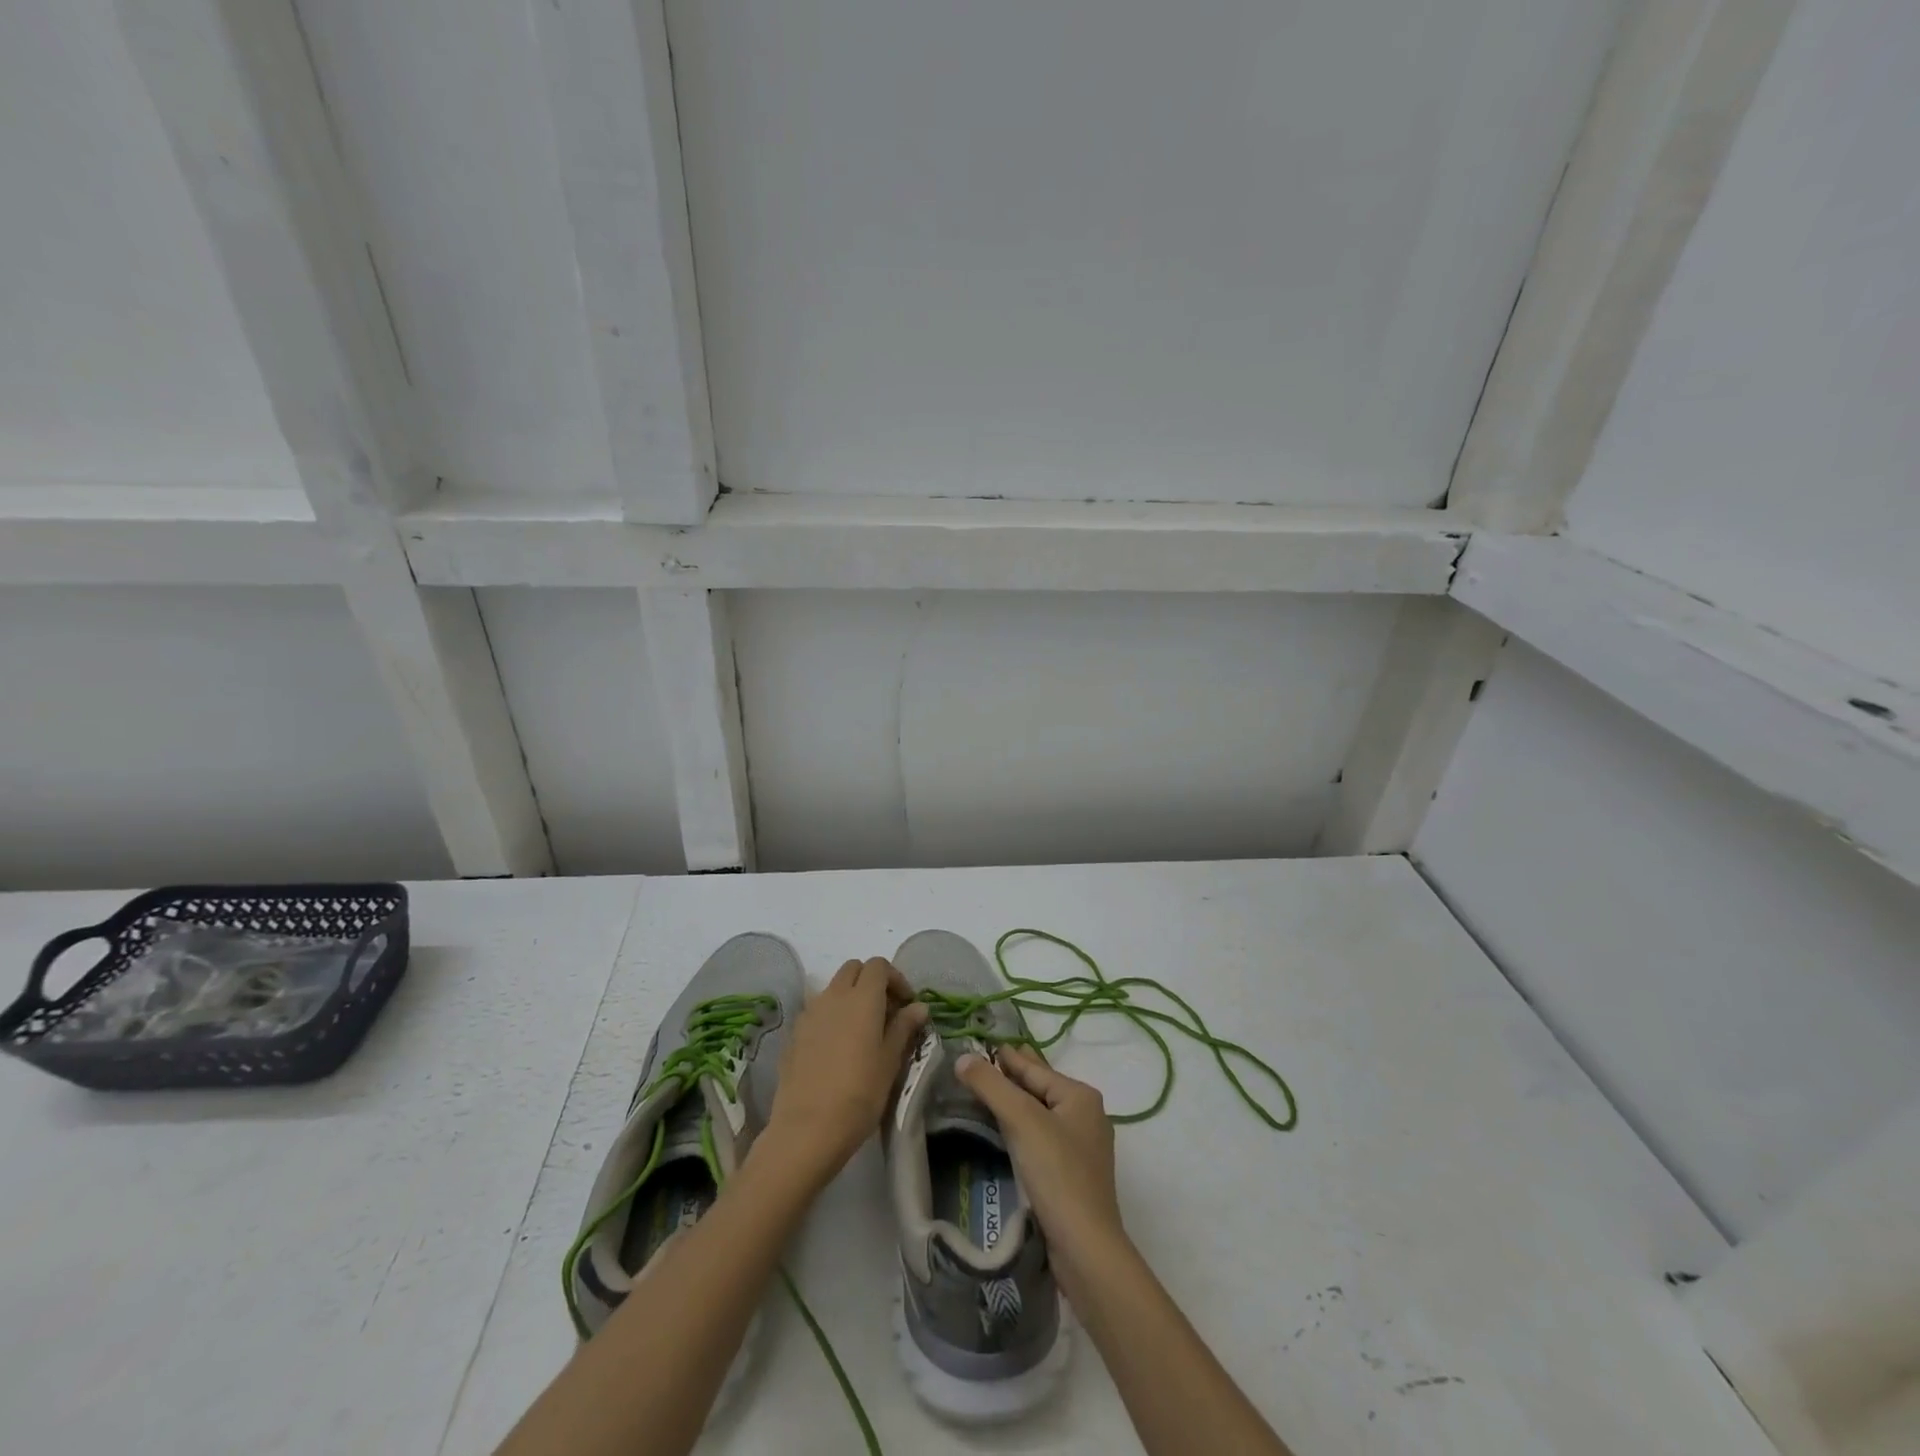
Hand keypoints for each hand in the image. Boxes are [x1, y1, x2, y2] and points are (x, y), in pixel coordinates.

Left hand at [764, 958, 928, 1182]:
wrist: (807, 1129)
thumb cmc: (859, 1094)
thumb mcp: (890, 1061)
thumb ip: (903, 1027)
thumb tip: (918, 1006)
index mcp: (862, 998)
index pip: (878, 965)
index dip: (895, 978)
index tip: (906, 1004)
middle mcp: (833, 996)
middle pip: (853, 969)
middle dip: (871, 981)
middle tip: (886, 1011)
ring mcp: (810, 1013)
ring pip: (833, 988)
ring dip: (850, 997)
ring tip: (862, 1030)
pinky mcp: (794, 1033)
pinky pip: (817, 1010)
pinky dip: (832, 1015)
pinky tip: (838, 1047)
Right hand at [954, 1046, 1125, 1298]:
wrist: (1085, 1248)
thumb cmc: (1057, 1173)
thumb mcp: (1021, 1120)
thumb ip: (991, 1085)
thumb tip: (962, 1058)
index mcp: (1080, 1096)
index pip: (1035, 1068)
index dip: (1007, 1057)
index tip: (983, 1045)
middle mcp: (1087, 1116)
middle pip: (1041, 1088)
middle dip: (1014, 1076)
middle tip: (985, 1062)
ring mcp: (1083, 1148)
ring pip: (1041, 1114)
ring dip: (1016, 1104)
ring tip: (990, 1094)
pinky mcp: (1073, 1176)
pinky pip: (1042, 1138)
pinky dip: (1023, 1129)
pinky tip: (1007, 1134)